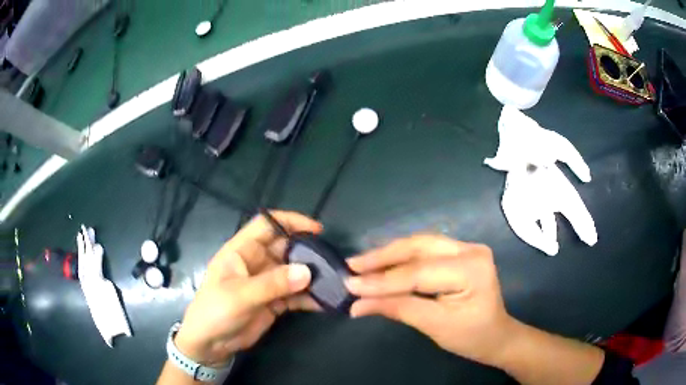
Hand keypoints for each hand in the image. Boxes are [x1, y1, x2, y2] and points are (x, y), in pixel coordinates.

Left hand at [174, 211, 322, 366]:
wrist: (211, 344)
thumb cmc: (216, 311)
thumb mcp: (240, 295)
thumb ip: (273, 283)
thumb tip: (307, 272)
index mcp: (241, 251)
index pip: (267, 225)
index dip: (290, 221)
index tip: (316, 229)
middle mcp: (256, 262)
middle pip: (286, 248)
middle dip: (308, 252)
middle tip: (332, 261)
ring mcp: (267, 283)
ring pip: (294, 272)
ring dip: (312, 276)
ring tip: (334, 281)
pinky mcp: (275, 302)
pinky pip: (296, 295)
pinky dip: (310, 297)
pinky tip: (326, 301)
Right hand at [345, 234, 516, 366]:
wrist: (496, 335)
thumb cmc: (471, 336)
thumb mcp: (434, 326)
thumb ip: (397, 309)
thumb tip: (357, 303)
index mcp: (471, 269)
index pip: (419, 272)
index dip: (382, 280)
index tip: (351, 285)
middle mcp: (470, 249)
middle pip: (418, 247)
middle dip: (382, 257)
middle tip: (352, 266)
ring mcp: (466, 247)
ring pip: (420, 244)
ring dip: (389, 254)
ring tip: (361, 264)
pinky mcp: (459, 252)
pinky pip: (425, 250)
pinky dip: (401, 258)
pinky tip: (383, 263)